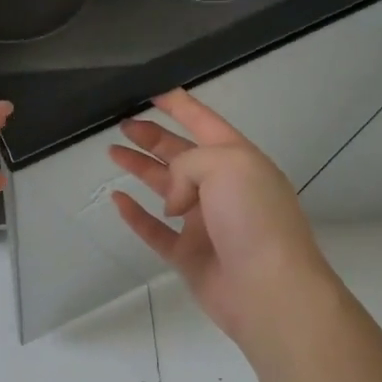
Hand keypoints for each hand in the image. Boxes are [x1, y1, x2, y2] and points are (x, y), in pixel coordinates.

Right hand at [109, 88, 336, 349]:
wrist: (268, 289)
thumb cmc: (253, 218)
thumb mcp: (226, 165)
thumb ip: (188, 164)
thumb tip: (173, 201)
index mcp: (238, 161)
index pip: (205, 123)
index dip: (180, 106)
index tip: (153, 92)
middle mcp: (221, 188)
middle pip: (181, 154)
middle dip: (153, 137)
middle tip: (123, 125)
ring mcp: (203, 223)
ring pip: (165, 188)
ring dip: (140, 168)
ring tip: (113, 153)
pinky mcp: (188, 255)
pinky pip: (154, 230)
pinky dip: (135, 215)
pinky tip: (118, 199)